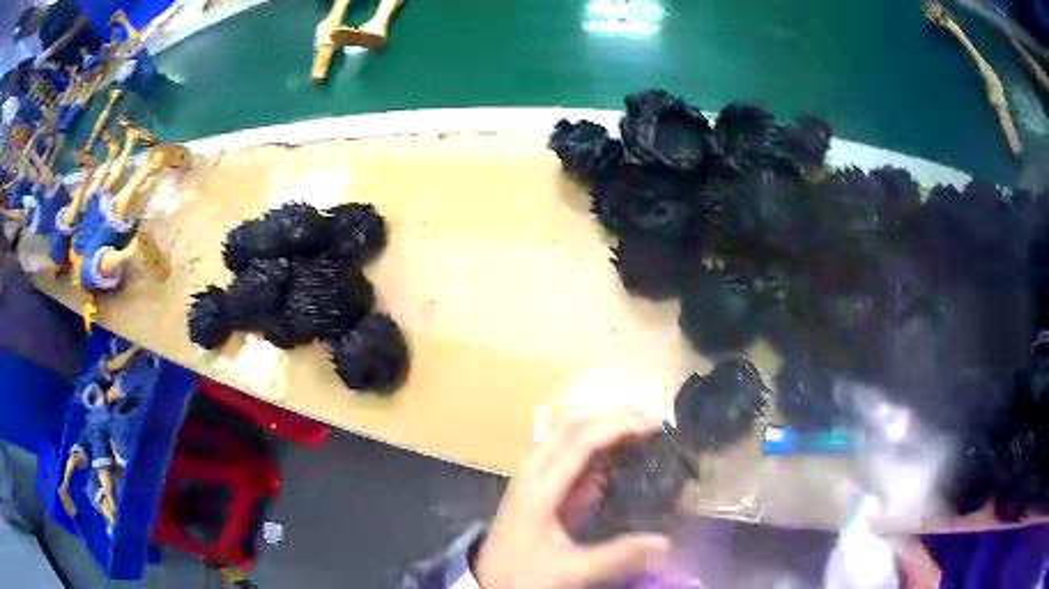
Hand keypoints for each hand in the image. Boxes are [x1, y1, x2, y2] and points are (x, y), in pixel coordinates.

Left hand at [475, 410, 669, 588]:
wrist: (488, 581)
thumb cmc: (524, 574)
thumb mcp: (571, 571)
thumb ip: (618, 557)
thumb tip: (666, 543)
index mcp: (540, 487)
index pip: (581, 440)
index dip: (619, 426)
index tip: (656, 425)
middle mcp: (534, 470)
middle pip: (572, 423)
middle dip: (613, 414)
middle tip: (653, 420)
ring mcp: (532, 474)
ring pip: (566, 430)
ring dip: (602, 421)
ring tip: (640, 427)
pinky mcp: (536, 483)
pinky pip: (565, 447)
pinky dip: (593, 439)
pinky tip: (616, 449)